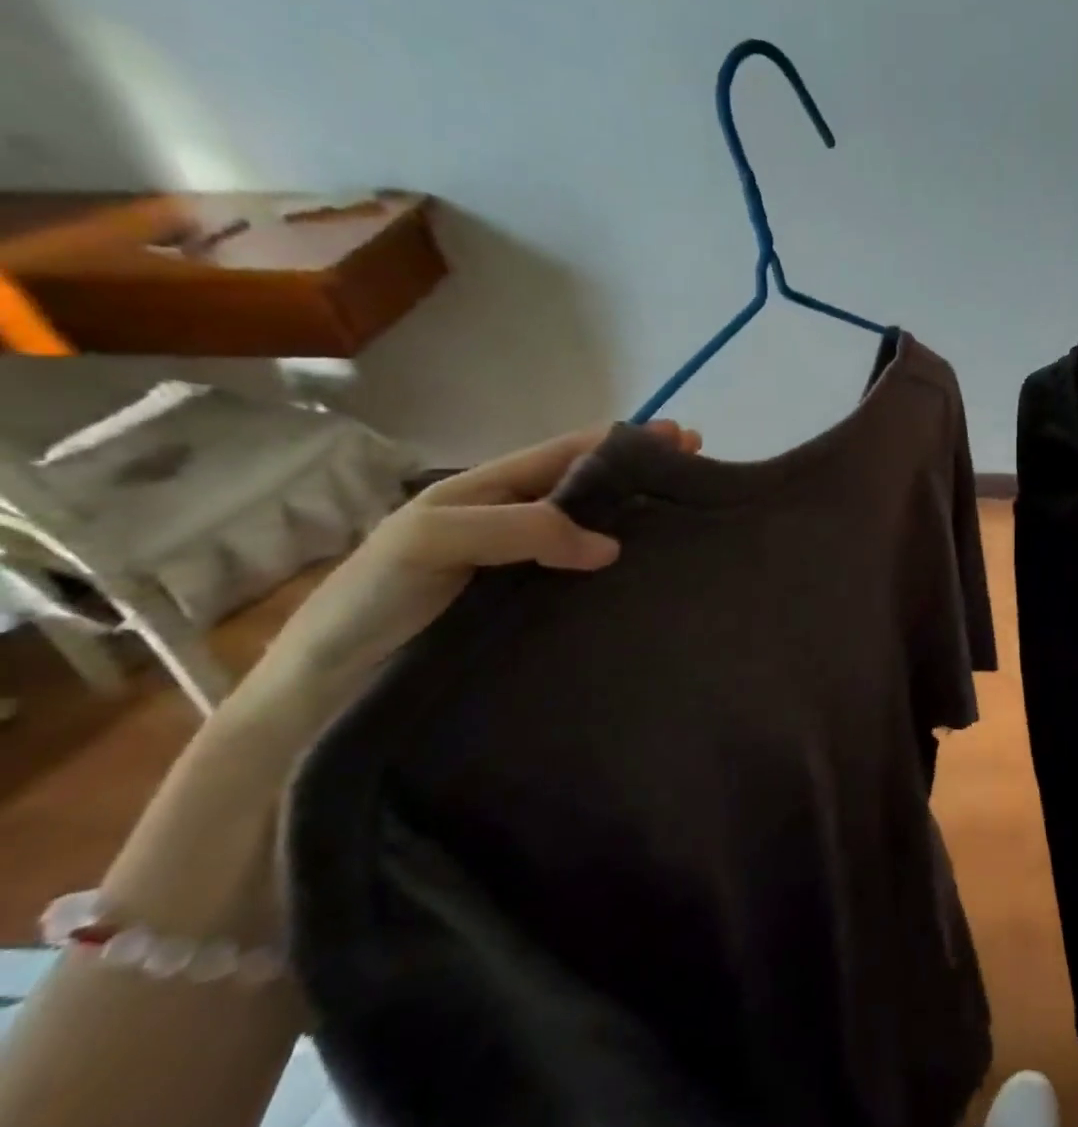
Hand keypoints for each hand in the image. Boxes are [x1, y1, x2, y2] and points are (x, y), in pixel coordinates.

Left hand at [230, 423, 698, 744]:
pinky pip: (586, 580)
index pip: (567, 453)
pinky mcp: (533, 612)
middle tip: (700, 475)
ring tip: (690, 520)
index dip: (623, 441)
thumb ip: (520, 527)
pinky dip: (623, 570)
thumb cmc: (373, 599)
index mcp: (488, 490)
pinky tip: (651, 577)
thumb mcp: (435, 539)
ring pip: (593, 533)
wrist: (328, 688)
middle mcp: (514, 522)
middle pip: (590, 488)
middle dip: (643, 474)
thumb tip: (611, 546)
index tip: (681, 439)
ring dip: (640, 520)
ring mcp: (526, 569)